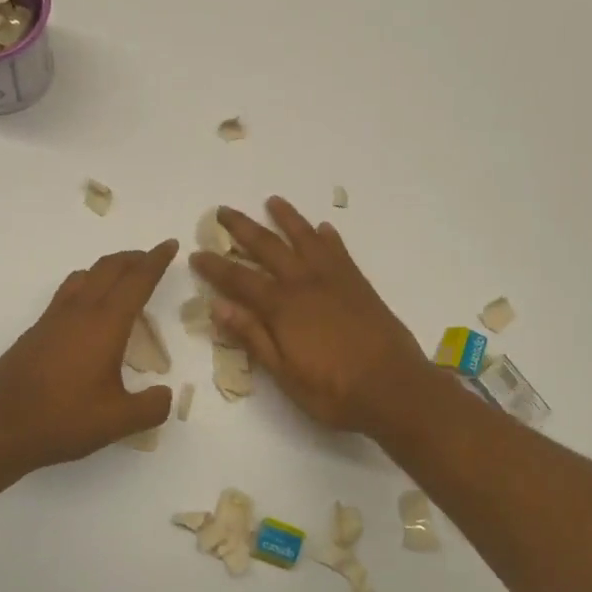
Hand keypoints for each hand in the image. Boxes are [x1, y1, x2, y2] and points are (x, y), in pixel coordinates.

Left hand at [0, 240, 179, 476]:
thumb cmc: (61, 421)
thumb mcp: (118, 422)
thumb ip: (151, 407)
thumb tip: (166, 394)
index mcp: (105, 324)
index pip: (137, 281)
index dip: (156, 261)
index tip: (170, 243)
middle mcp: (79, 312)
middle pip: (109, 269)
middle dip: (133, 258)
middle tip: (151, 258)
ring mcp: (53, 320)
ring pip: (84, 276)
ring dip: (107, 269)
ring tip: (121, 279)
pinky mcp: (36, 332)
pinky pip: (67, 294)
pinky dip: (86, 287)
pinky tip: (87, 312)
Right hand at [189, 198, 430, 434]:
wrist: (395, 387)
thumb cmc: (334, 391)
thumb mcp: (284, 373)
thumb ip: (252, 336)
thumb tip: (217, 306)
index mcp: (282, 307)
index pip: (239, 279)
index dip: (215, 266)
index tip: (196, 252)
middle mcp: (305, 283)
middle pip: (268, 247)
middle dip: (243, 228)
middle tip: (223, 211)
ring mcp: (335, 279)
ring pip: (305, 238)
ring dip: (287, 218)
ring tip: (273, 201)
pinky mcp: (359, 284)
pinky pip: (339, 251)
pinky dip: (328, 237)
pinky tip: (323, 228)